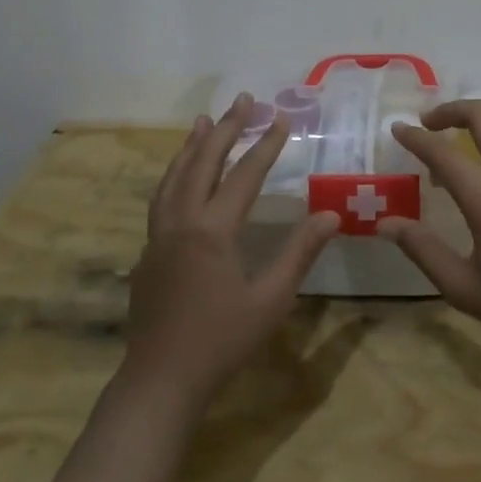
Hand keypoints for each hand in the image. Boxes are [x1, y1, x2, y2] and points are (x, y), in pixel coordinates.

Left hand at [125, 93, 340, 406]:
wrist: (160, 381)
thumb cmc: (222, 341)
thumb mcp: (271, 299)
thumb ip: (300, 253)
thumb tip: (332, 214)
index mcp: (212, 231)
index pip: (244, 176)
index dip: (265, 145)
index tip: (282, 118)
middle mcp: (181, 222)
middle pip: (203, 163)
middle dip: (226, 128)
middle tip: (244, 100)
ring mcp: (159, 236)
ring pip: (174, 177)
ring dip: (192, 145)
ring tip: (204, 121)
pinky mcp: (148, 252)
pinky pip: (161, 198)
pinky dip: (174, 174)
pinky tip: (181, 176)